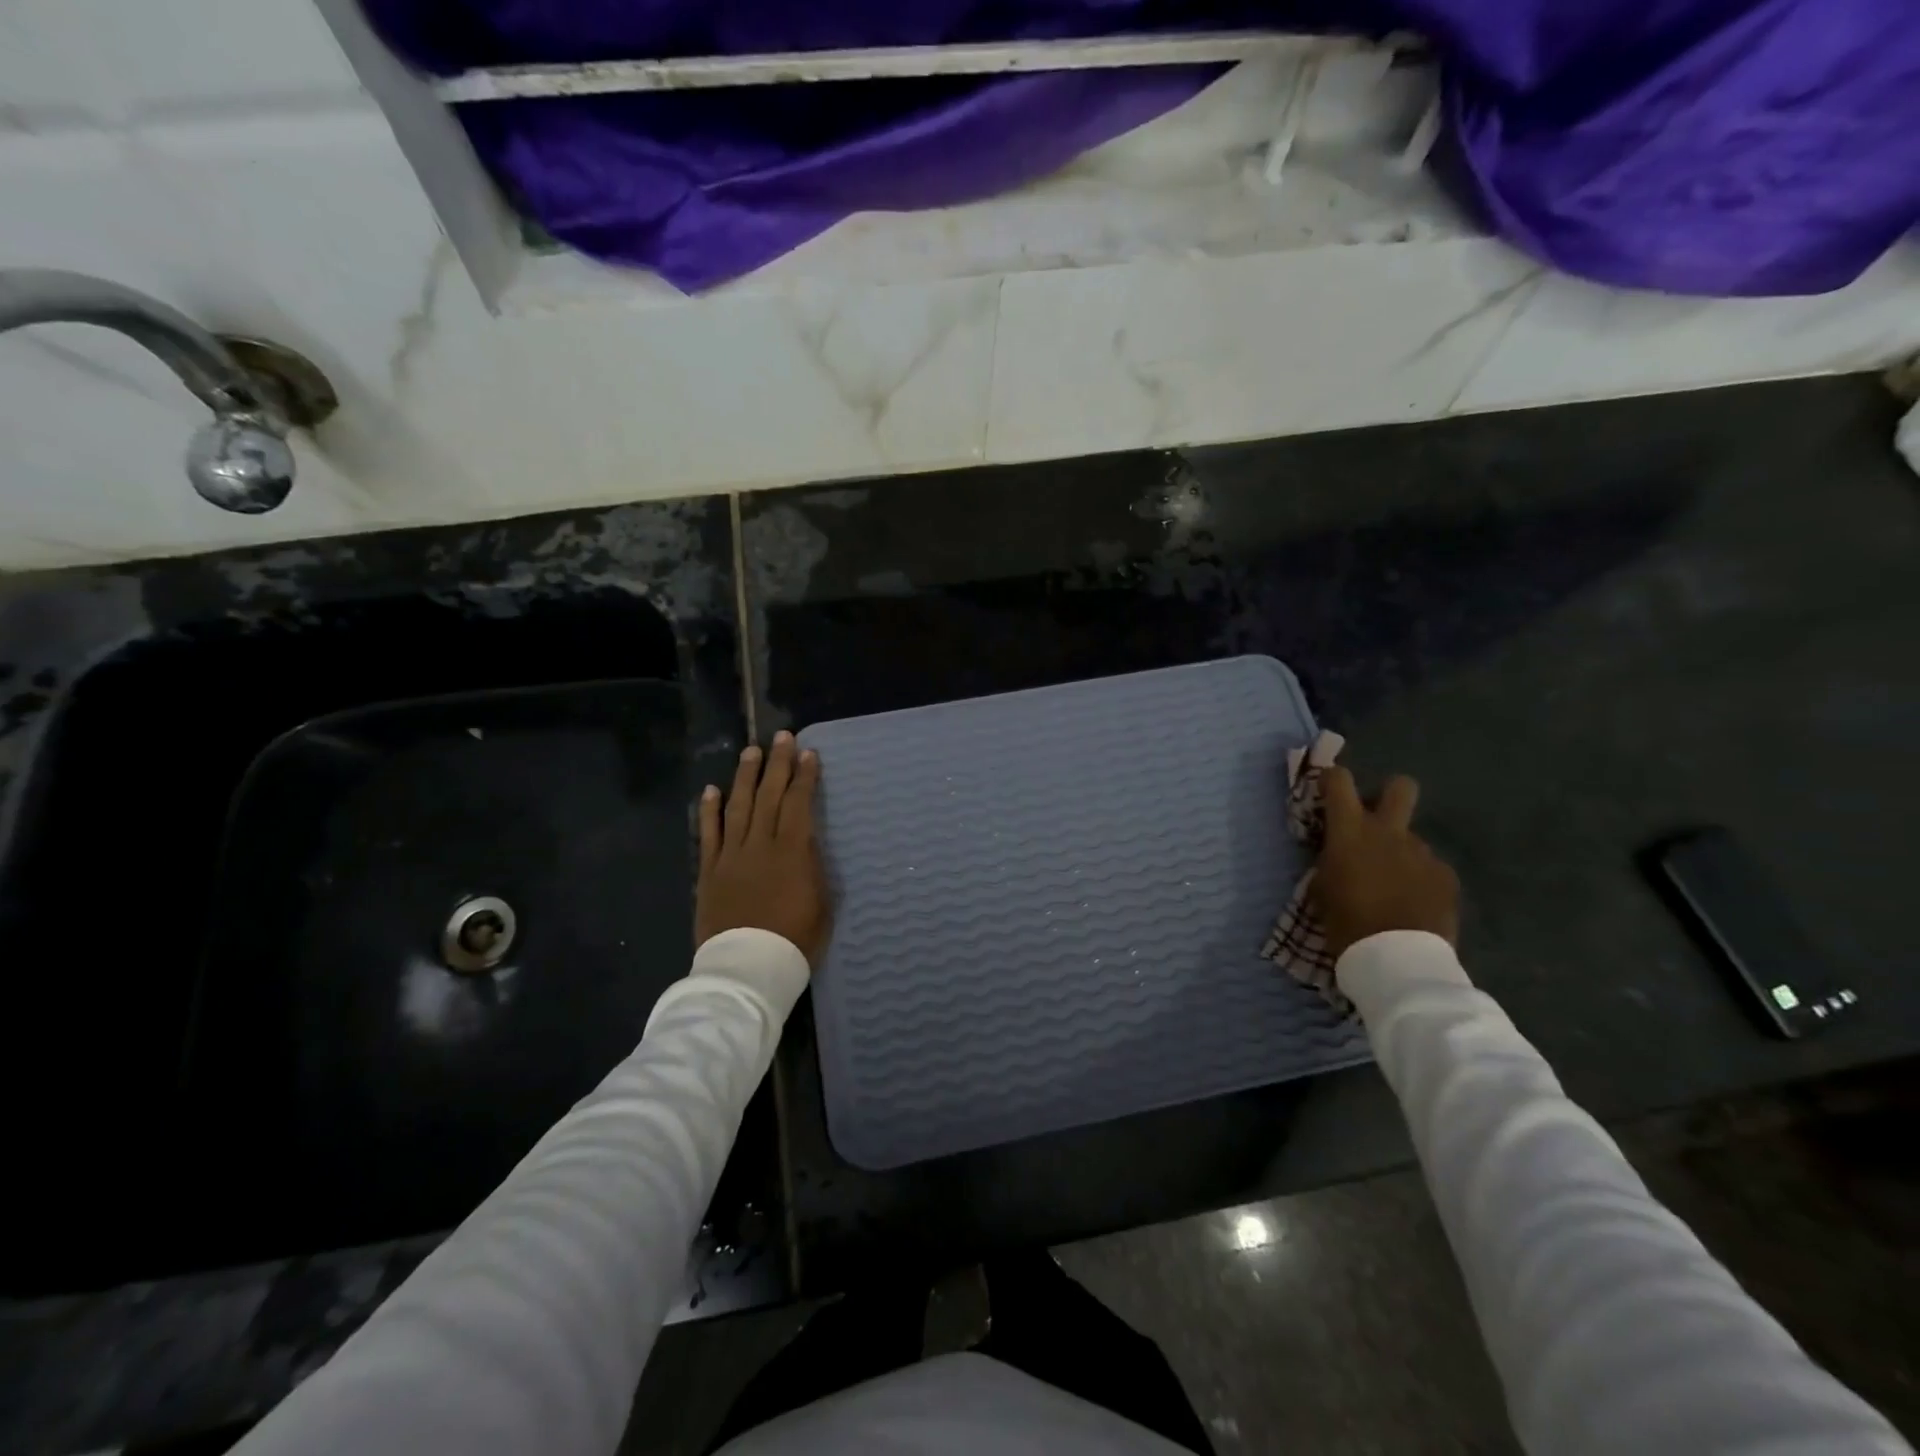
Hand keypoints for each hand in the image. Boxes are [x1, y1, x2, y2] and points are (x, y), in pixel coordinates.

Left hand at [696, 732, 832, 966]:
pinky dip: (710, 810)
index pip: (798, 803)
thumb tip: (807, 843)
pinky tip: (711, 790)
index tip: (809, 754)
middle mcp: (760, 844)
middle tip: (782, 737)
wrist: (747, 968)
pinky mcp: (709, 871)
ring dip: (745, 777)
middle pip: (769, 795)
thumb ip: (812, 867)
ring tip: (751, 751)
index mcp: (792, 852)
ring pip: (739, 806)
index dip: (805, 777)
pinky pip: (709, 834)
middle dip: (777, 764)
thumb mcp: (821, 903)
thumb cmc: (795, 939)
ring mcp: (731, 856)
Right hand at [1311, 767, 1459, 959]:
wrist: (1397, 960)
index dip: (1332, 779)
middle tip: (1376, 819)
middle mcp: (1389, 832)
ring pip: (1411, 839)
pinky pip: (1428, 869)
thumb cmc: (1345, 922)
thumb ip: (1329, 862)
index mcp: (1350, 831)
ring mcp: (1423, 853)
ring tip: (1392, 887)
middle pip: (1400, 787)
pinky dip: (1419, 881)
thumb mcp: (1321, 889)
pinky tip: (1413, 905)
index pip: (1338, 781)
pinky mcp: (1446, 877)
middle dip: (1389, 793)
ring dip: (1400, 854)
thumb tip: (1337, 855)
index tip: (1326, 791)